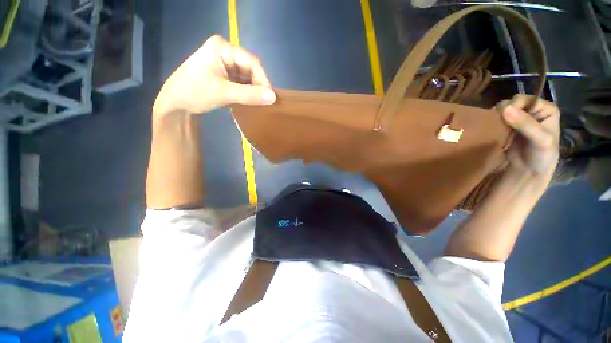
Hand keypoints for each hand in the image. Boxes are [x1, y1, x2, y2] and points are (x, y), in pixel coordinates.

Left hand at [154, 35, 275, 114]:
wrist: (176, 103)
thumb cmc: (195, 92)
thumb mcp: (224, 93)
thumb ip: (250, 95)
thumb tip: (273, 98)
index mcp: (222, 48)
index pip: (252, 62)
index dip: (263, 80)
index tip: (270, 98)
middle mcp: (225, 51)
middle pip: (250, 69)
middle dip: (258, 86)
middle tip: (265, 102)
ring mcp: (225, 62)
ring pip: (247, 77)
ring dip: (253, 90)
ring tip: (259, 103)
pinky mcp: (225, 73)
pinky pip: (242, 82)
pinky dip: (247, 92)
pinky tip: (250, 100)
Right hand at [496, 95, 559, 184]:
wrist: (529, 170)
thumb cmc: (541, 155)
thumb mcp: (540, 140)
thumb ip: (526, 124)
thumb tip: (505, 109)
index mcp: (547, 108)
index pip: (527, 99)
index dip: (515, 106)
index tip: (505, 117)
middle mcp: (533, 109)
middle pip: (513, 103)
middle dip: (504, 112)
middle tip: (499, 124)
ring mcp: (519, 117)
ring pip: (503, 110)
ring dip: (497, 117)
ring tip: (495, 128)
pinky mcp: (508, 125)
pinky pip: (497, 118)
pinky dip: (493, 122)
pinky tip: (492, 129)